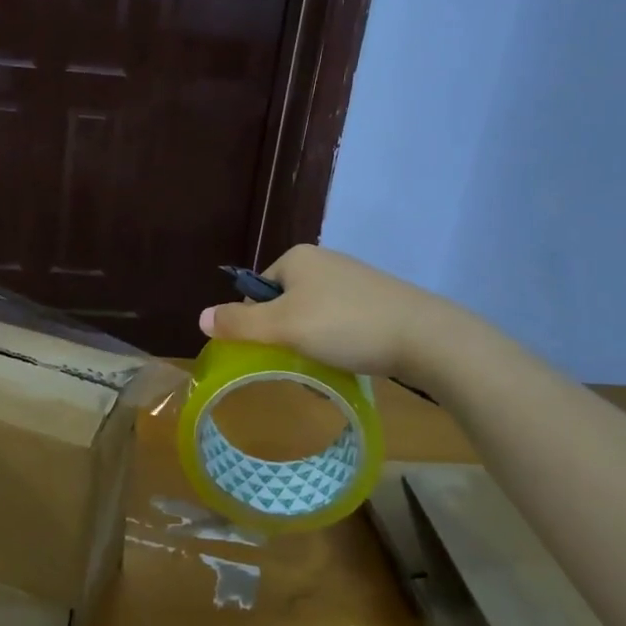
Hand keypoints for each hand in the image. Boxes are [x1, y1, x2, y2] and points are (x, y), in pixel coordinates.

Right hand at [199, 244, 429, 377]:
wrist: (426, 336)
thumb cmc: (345, 325)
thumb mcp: (283, 327)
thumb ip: (239, 323)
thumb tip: (200, 317)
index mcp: (297, 257)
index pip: (257, 290)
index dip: (256, 324)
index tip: (271, 351)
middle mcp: (324, 261)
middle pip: (284, 304)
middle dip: (285, 337)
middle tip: (296, 363)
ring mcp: (354, 279)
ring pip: (313, 316)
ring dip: (310, 344)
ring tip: (324, 367)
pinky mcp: (379, 299)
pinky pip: (341, 322)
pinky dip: (338, 342)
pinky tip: (349, 361)